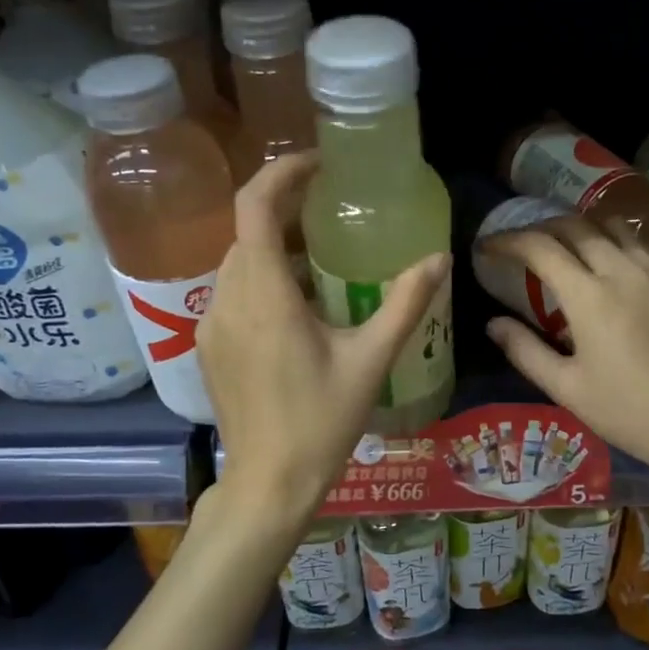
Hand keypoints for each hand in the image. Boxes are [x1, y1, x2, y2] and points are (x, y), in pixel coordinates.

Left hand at [198, 152, 450, 535]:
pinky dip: (262, 280)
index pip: (254, 206)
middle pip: (246, 231)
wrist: (269, 483)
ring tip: (321, 259)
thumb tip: (439, 259)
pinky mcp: (209, 346)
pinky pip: (232, 293)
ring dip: (273, 248)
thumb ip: (405, 304)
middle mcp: (227, 299)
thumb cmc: (321, 422)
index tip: (319, 165)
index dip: (282, 172)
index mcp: (264, 296)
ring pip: (237, 262)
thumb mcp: (370, 361)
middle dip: (285, 211)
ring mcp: (211, 324)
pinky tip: (298, 307)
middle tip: (332, 211)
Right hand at [479, 215, 648, 482]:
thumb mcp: (567, 389)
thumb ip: (525, 350)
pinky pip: (641, 244)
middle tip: (522, 246)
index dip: (508, 240)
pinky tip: (611, 266)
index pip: (540, 247)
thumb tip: (494, 323)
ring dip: (581, 229)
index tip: (488, 247)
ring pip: (612, 227)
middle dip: (541, 228)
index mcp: (590, 296)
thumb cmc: (630, 413)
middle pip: (575, 226)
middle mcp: (624, 269)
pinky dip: (614, 242)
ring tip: (565, 247)